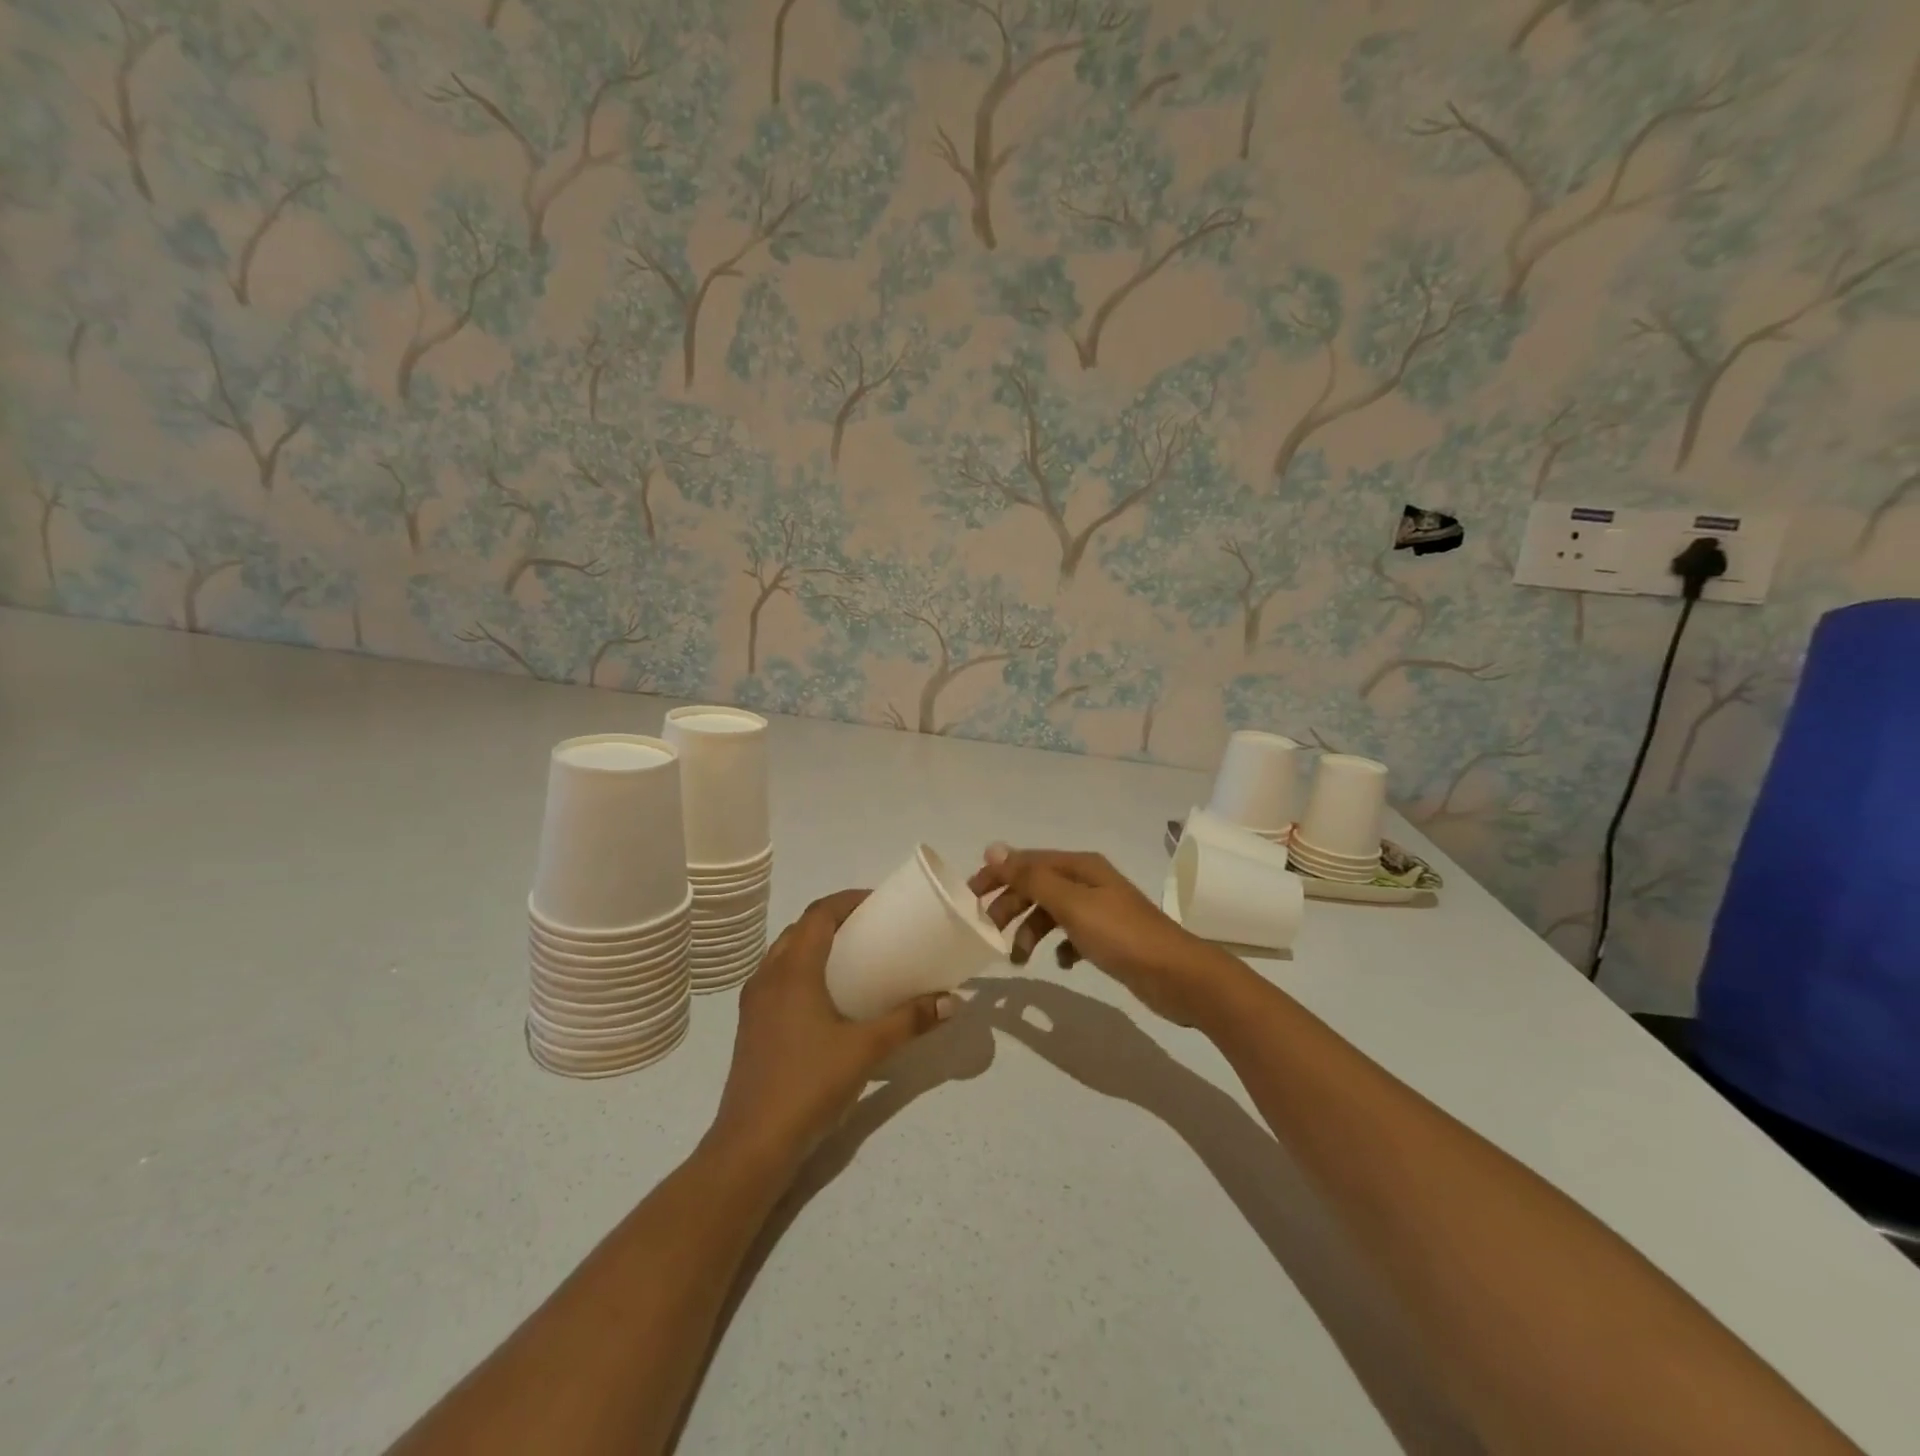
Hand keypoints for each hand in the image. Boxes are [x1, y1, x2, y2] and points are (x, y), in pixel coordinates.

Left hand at [709, 890, 952, 1172]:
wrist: (752, 1145)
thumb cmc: (809, 1085)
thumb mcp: (866, 1050)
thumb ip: (909, 1021)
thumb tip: (951, 1001)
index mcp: (793, 970)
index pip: (819, 914)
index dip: (848, 900)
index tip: (879, 902)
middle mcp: (768, 976)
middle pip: (801, 929)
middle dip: (835, 920)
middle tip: (871, 928)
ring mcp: (754, 1002)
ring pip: (786, 954)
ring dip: (816, 944)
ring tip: (852, 957)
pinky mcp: (751, 1026)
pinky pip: (778, 979)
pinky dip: (803, 970)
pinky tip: (827, 997)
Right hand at [967, 845, 1244, 1026]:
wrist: (1178, 976)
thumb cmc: (1121, 935)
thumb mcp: (1071, 904)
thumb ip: (1031, 878)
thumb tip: (994, 848)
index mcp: (1080, 867)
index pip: (1026, 862)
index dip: (996, 876)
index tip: (969, 898)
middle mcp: (1088, 882)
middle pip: (1036, 887)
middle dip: (1010, 907)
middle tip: (988, 934)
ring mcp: (1099, 910)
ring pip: (1051, 913)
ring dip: (1030, 931)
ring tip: (1019, 960)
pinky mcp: (1107, 938)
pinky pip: (1070, 935)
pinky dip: (1058, 946)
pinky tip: (1061, 963)